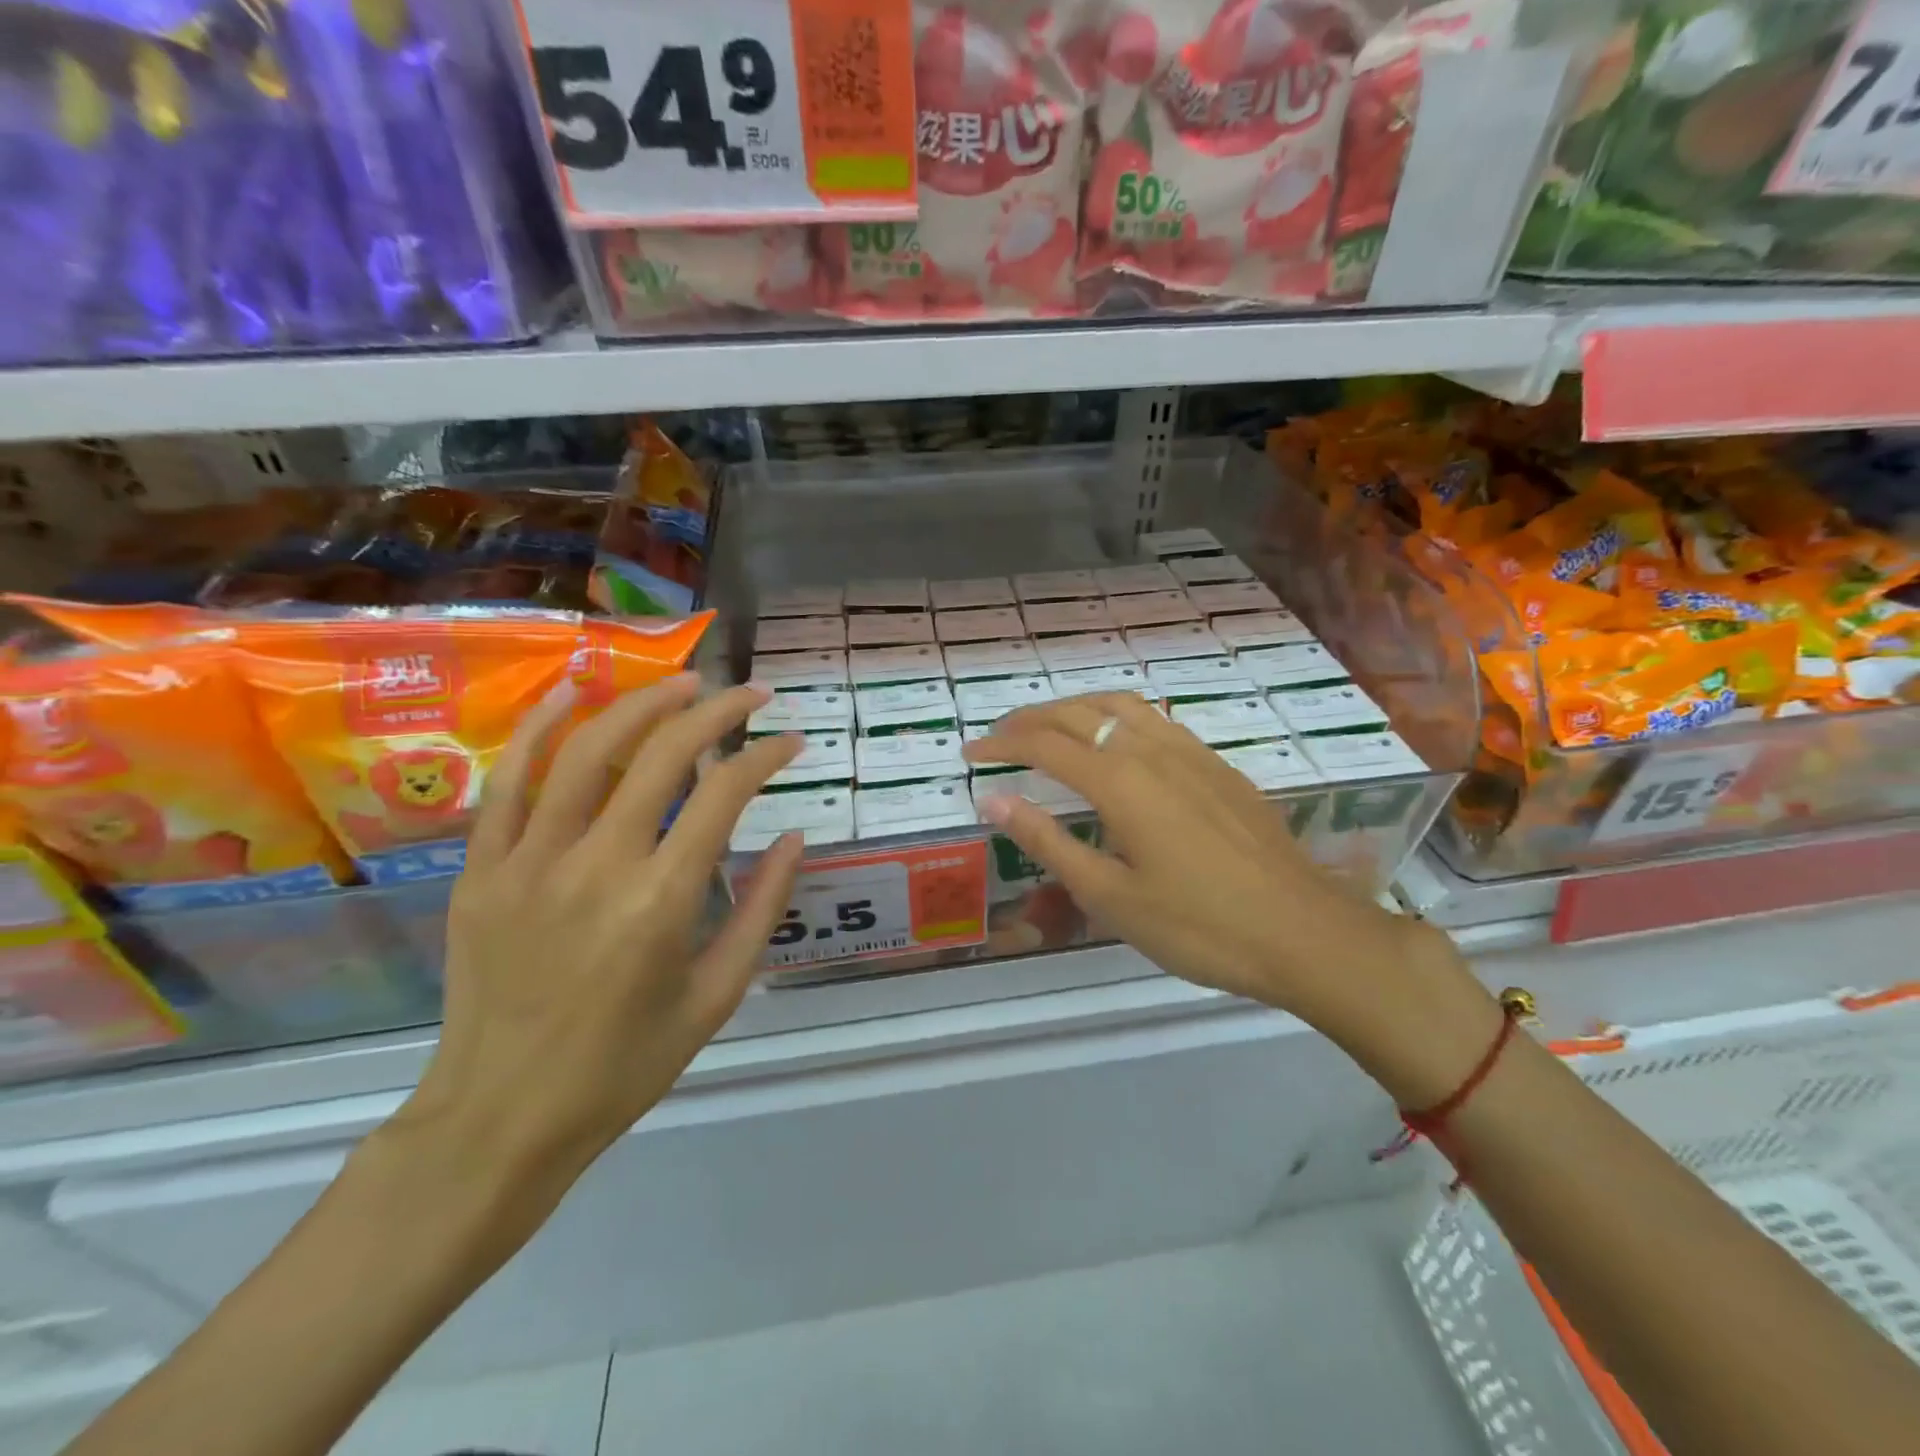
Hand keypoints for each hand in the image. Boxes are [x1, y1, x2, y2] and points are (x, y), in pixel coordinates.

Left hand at [396, 674, 802, 1203]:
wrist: (501, 1117)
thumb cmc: (626, 1065)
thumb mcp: (718, 997)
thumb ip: (762, 910)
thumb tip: (795, 838)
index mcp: (661, 901)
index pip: (724, 794)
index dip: (764, 756)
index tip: (790, 742)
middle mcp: (597, 865)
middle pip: (663, 755)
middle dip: (716, 710)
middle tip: (749, 693)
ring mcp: (530, 861)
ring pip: (589, 750)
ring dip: (643, 703)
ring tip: (683, 683)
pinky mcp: (482, 869)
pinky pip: (510, 781)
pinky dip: (543, 727)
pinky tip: (575, 689)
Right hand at [963, 694, 1496, 1104]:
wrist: (1304, 932)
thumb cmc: (1199, 925)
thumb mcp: (1110, 895)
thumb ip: (1048, 841)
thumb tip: (993, 799)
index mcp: (1120, 781)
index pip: (1044, 744)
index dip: (1002, 744)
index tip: (971, 753)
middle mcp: (1152, 750)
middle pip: (1079, 713)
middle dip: (1031, 719)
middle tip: (999, 737)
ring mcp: (1191, 752)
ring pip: (1120, 706)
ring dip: (1075, 708)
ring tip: (1049, 728)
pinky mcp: (1218, 765)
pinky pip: (1154, 719)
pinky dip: (1116, 717)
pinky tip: (1116, 743)